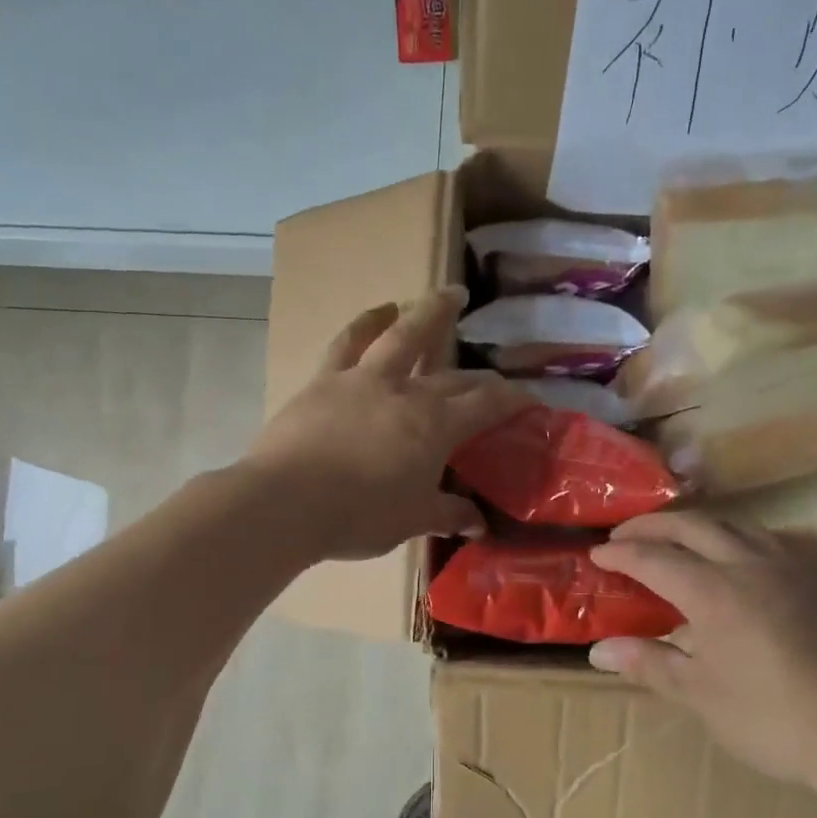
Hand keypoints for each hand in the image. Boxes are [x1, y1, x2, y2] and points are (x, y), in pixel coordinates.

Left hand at [246, 289, 531, 561]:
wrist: (285, 503)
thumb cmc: (357, 517)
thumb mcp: (412, 521)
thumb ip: (448, 515)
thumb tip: (479, 522)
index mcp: (435, 426)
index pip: (487, 404)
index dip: (514, 399)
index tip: (531, 401)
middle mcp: (405, 392)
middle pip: (454, 375)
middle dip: (482, 376)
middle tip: (495, 380)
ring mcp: (363, 380)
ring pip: (403, 334)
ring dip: (430, 312)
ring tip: (449, 295)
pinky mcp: (325, 380)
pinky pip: (349, 342)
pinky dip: (366, 322)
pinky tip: (380, 311)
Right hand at [587, 511, 816, 787]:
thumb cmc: (774, 719)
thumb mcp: (701, 695)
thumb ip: (650, 663)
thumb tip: (599, 650)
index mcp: (713, 591)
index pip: (654, 558)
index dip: (621, 554)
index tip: (596, 555)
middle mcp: (750, 564)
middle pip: (694, 525)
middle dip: (653, 525)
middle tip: (626, 534)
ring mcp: (794, 567)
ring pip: (738, 525)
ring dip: (699, 526)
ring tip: (679, 540)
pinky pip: (773, 542)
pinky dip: (740, 540)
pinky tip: (743, 562)